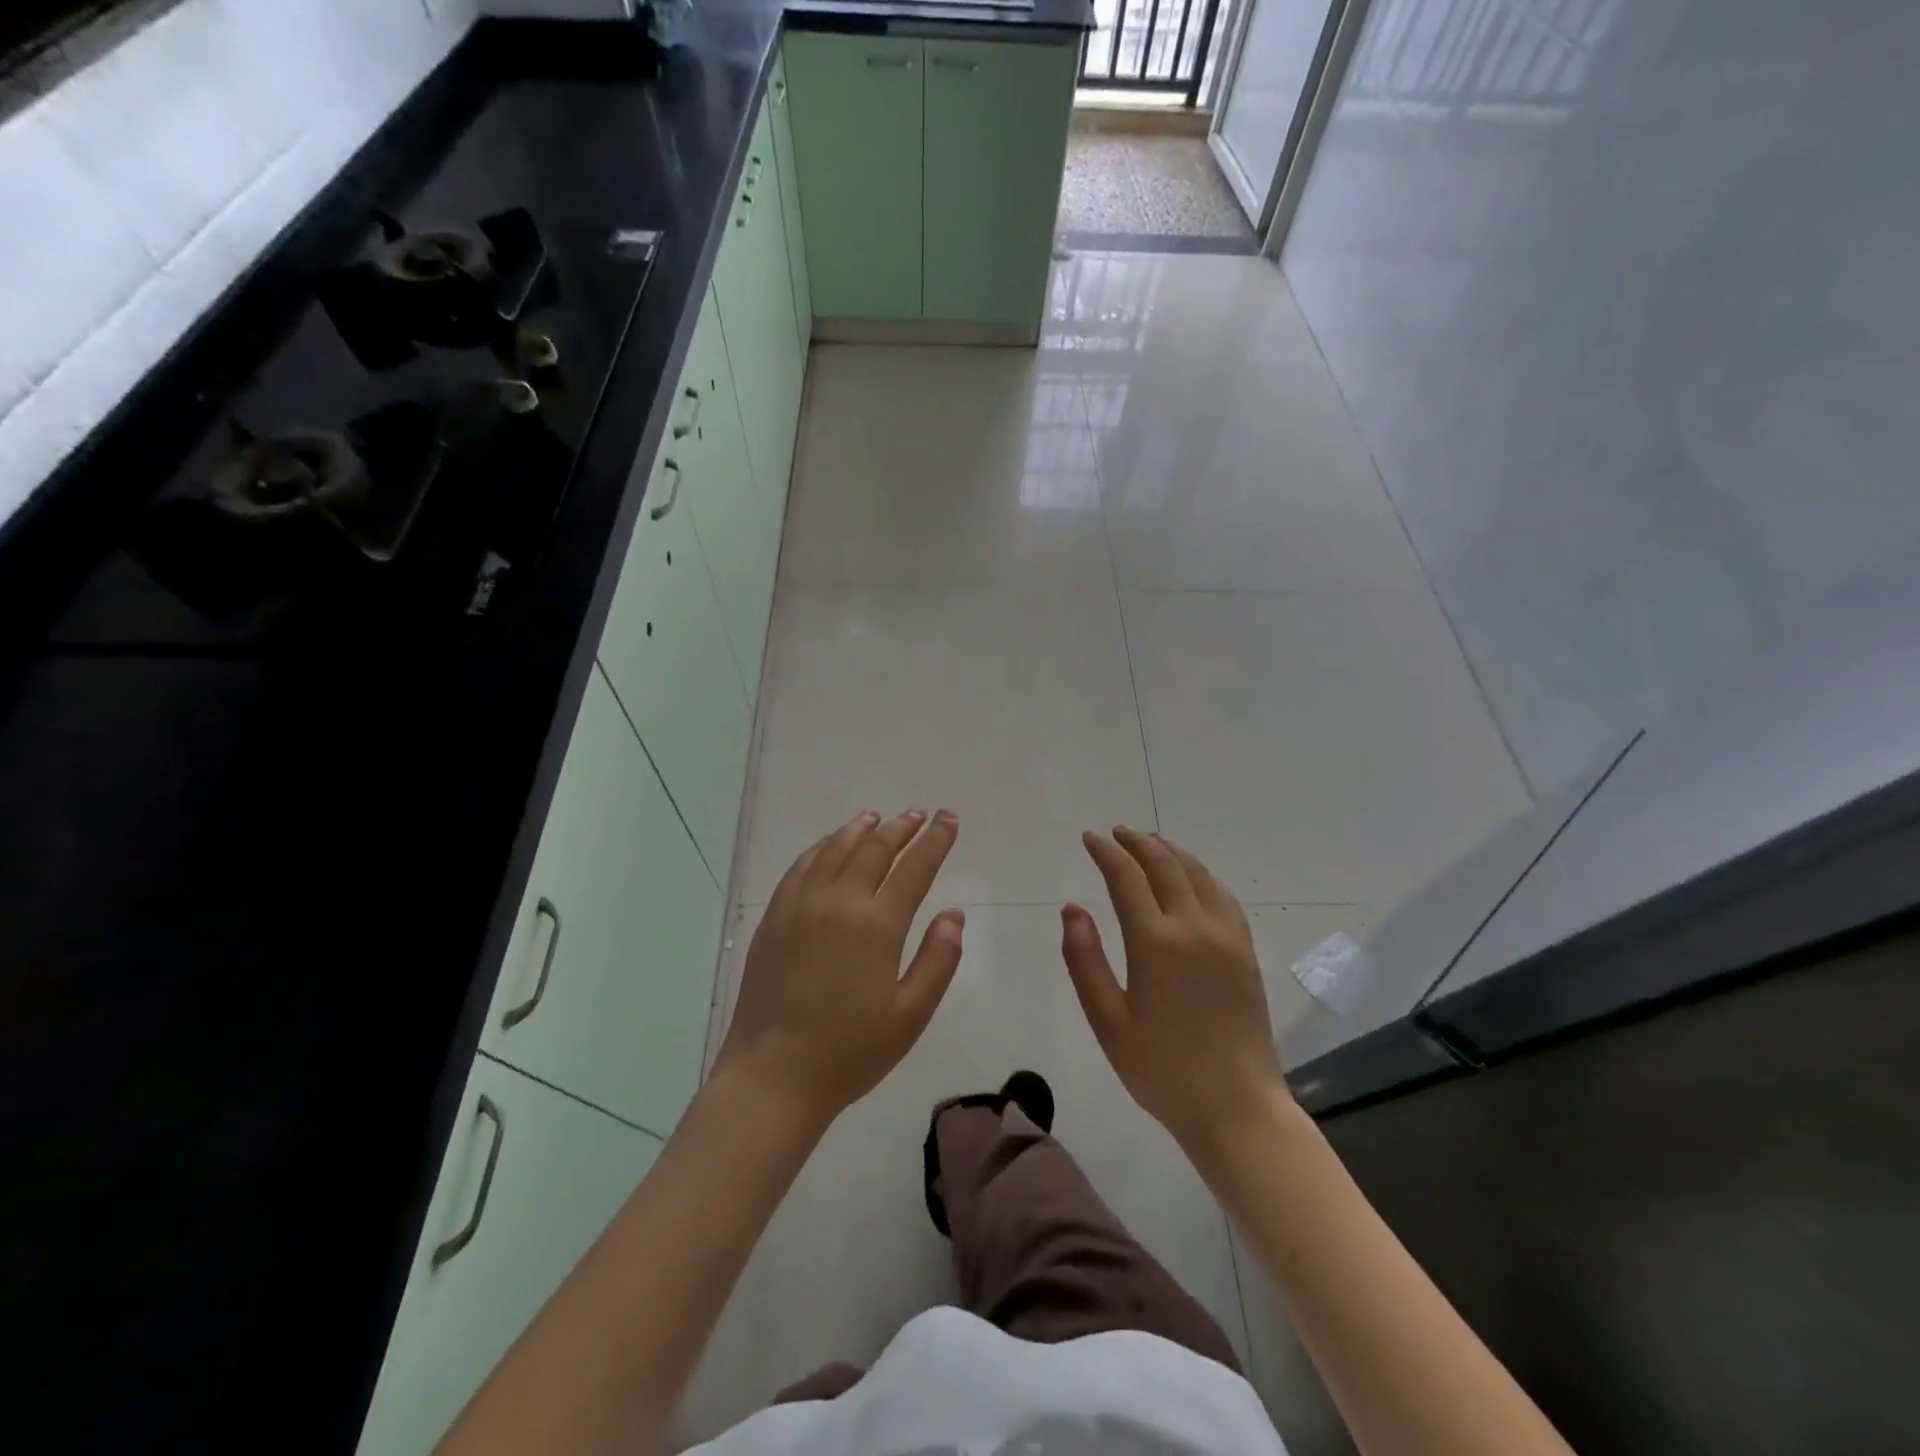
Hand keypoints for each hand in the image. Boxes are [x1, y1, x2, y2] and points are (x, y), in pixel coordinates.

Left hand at [717, 810, 963, 1127]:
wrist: (773, 1075)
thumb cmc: (850, 1052)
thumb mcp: (911, 1015)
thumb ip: (937, 960)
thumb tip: (953, 914)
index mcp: (877, 925)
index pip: (914, 868)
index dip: (935, 840)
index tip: (948, 819)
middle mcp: (839, 902)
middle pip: (875, 849)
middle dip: (902, 828)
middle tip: (919, 815)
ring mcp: (801, 905)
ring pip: (836, 849)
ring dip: (861, 829)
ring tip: (877, 817)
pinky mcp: (774, 916)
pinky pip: (802, 866)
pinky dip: (822, 847)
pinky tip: (830, 844)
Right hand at [1062, 827, 1287, 1156]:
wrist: (1236, 1106)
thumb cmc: (1161, 1070)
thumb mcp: (1108, 1021)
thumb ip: (1085, 960)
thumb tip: (1072, 908)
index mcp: (1155, 943)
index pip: (1126, 878)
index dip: (1106, 852)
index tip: (1090, 838)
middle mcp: (1194, 927)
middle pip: (1164, 866)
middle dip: (1137, 843)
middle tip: (1117, 833)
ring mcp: (1226, 936)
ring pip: (1197, 874)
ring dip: (1170, 852)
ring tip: (1151, 843)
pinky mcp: (1245, 950)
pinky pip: (1223, 895)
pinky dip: (1201, 874)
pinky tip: (1192, 876)